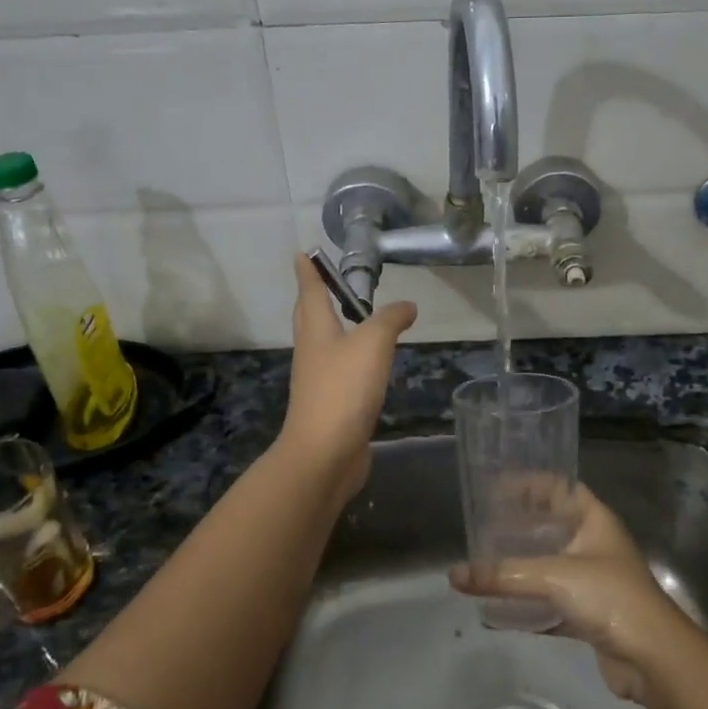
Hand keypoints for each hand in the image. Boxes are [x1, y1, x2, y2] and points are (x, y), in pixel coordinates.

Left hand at [274, 254, 416, 505]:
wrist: (324, 454)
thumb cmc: (343, 389)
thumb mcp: (373, 344)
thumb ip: (390, 320)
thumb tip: (407, 306)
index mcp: (316, 331)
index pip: (310, 293)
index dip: (308, 272)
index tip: (301, 254)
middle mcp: (312, 353)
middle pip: (309, 318)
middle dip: (313, 299)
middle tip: (320, 283)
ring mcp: (319, 382)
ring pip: (324, 346)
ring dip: (332, 329)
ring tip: (350, 319)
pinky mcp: (331, 406)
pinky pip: (340, 373)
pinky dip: (350, 361)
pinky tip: (365, 366)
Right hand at [449, 485, 689, 701]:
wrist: (654, 659)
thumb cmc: (610, 597)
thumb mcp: (554, 577)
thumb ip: (504, 575)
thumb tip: (454, 574)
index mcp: (596, 520)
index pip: (561, 488)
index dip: (531, 483)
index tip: (497, 486)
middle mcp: (596, 544)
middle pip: (554, 525)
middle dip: (522, 524)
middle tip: (486, 524)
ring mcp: (596, 580)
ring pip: (552, 564)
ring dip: (524, 563)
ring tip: (488, 561)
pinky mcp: (592, 614)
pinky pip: (553, 601)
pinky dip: (530, 604)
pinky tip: (502, 611)